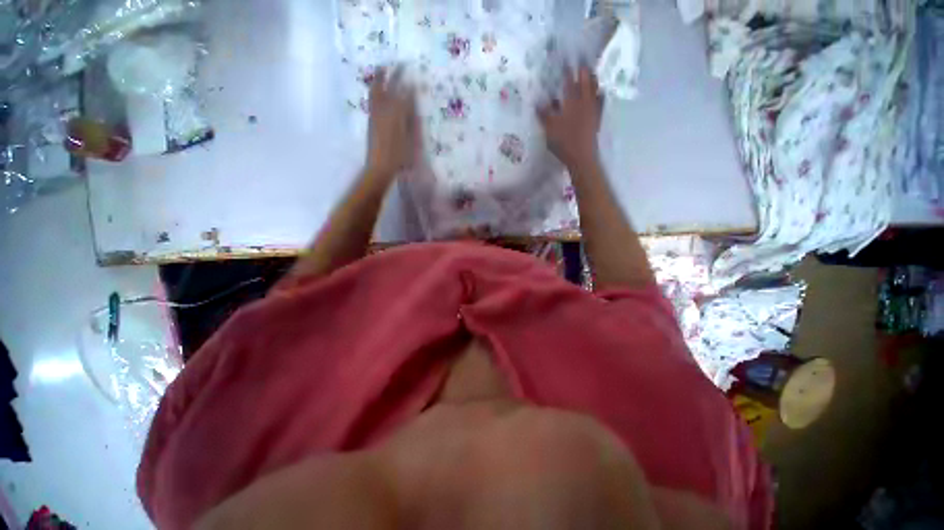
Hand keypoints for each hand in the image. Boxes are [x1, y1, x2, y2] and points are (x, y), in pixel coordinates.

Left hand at [366, 66, 418, 178]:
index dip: (406, 84)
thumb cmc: (398, 156)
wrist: (379, 167)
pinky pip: (372, 100)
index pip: (402, 94)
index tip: (411, 74)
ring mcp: (375, 115)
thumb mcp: (409, 139)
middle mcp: (383, 111)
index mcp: (394, 115)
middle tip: (396, 64)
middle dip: (391, 75)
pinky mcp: (371, 122)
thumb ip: (410, 119)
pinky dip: (375, 91)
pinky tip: (378, 90)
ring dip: (379, 79)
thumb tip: (412, 104)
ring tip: (383, 70)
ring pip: (376, 92)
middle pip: (386, 88)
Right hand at [537, 66, 603, 168]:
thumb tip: (538, 101)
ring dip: (592, 80)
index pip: (569, 82)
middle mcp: (584, 102)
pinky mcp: (597, 119)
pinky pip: (600, 103)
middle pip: (586, 81)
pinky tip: (599, 93)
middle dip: (583, 70)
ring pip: (594, 90)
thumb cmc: (564, 142)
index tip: (566, 59)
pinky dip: (599, 96)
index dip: (567, 70)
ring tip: (591, 73)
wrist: (582, 157)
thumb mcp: (549, 128)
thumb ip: (544, 114)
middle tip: (582, 61)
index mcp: (571, 102)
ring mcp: (593, 110)